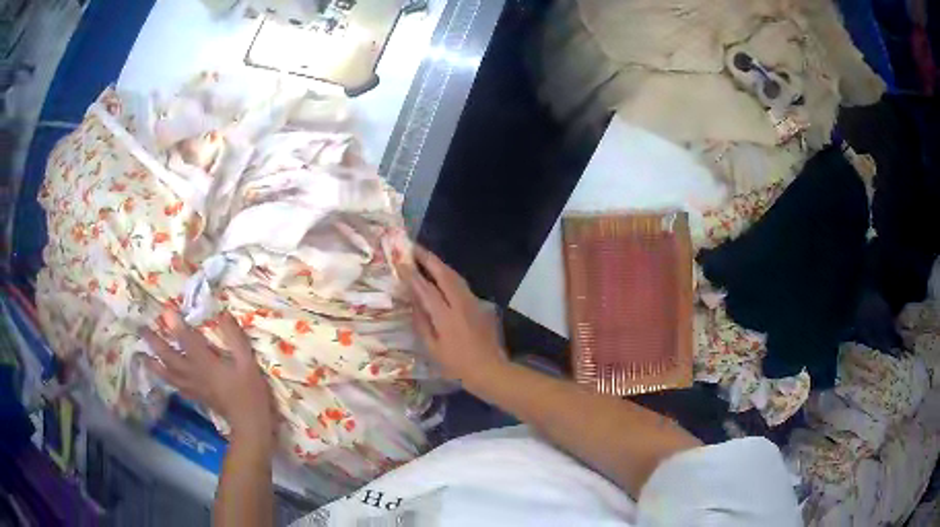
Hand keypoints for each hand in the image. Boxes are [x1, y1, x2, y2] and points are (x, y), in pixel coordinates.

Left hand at [141, 310, 274, 442]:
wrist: (250, 424)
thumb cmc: (250, 392)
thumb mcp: (247, 362)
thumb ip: (234, 338)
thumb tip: (223, 314)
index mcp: (206, 364)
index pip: (186, 340)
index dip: (175, 324)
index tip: (164, 310)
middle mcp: (194, 374)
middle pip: (169, 357)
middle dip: (155, 342)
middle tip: (141, 329)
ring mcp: (193, 387)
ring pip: (168, 373)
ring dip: (154, 363)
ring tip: (142, 355)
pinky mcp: (195, 397)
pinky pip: (175, 386)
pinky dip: (166, 379)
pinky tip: (162, 376)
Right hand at [397, 246, 506, 384]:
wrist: (490, 369)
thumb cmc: (457, 365)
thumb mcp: (433, 348)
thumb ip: (422, 323)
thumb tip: (413, 302)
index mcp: (446, 317)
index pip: (426, 289)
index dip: (413, 275)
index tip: (401, 263)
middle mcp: (460, 304)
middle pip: (444, 274)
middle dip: (428, 259)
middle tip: (414, 248)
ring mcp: (473, 303)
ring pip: (455, 277)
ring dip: (440, 265)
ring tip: (426, 257)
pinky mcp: (480, 305)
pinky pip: (462, 285)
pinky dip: (449, 276)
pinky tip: (442, 276)